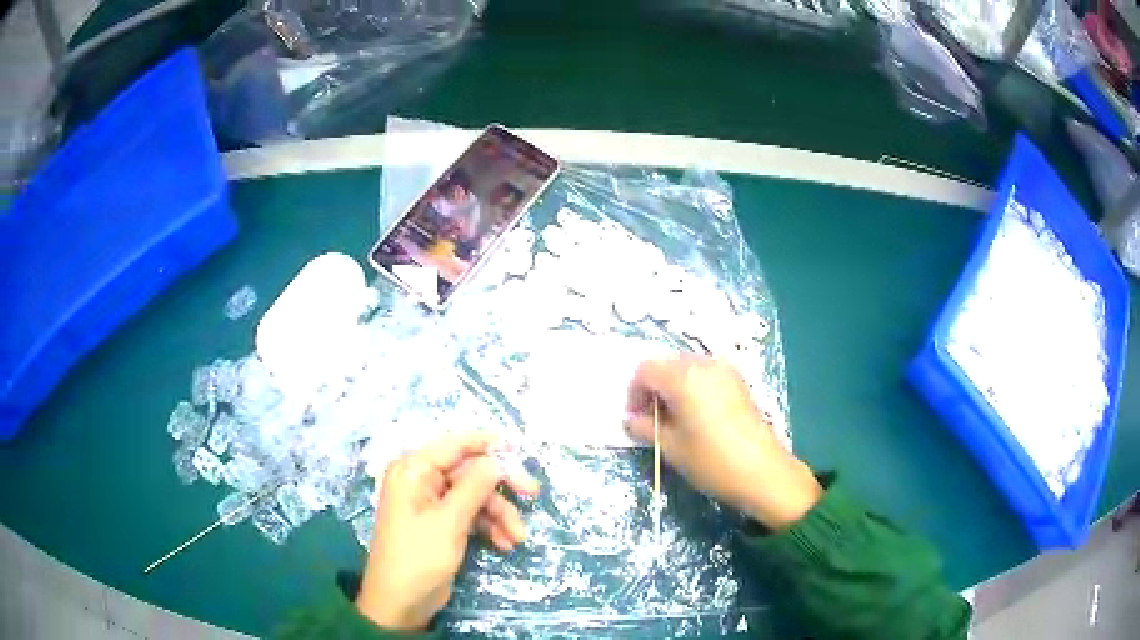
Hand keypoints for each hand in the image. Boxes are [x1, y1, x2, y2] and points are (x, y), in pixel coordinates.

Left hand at [356, 432, 539, 631]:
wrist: (401, 603)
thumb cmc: (419, 558)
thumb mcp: (449, 522)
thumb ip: (474, 487)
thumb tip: (497, 460)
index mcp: (414, 471)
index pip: (454, 445)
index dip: (487, 444)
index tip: (520, 449)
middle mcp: (421, 481)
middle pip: (469, 472)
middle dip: (500, 489)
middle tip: (533, 494)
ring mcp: (432, 504)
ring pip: (475, 496)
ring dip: (499, 515)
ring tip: (517, 538)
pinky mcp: (441, 525)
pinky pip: (471, 515)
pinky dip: (489, 527)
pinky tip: (504, 545)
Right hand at [625, 356, 821, 530]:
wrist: (763, 472)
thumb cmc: (712, 460)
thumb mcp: (671, 448)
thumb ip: (645, 428)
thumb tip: (630, 420)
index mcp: (683, 377)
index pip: (645, 370)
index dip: (634, 393)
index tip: (635, 418)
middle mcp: (704, 364)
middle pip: (666, 364)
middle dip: (653, 388)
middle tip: (651, 419)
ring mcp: (725, 370)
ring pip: (686, 368)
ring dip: (672, 387)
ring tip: (673, 419)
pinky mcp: (738, 382)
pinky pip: (705, 374)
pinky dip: (692, 388)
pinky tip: (695, 416)